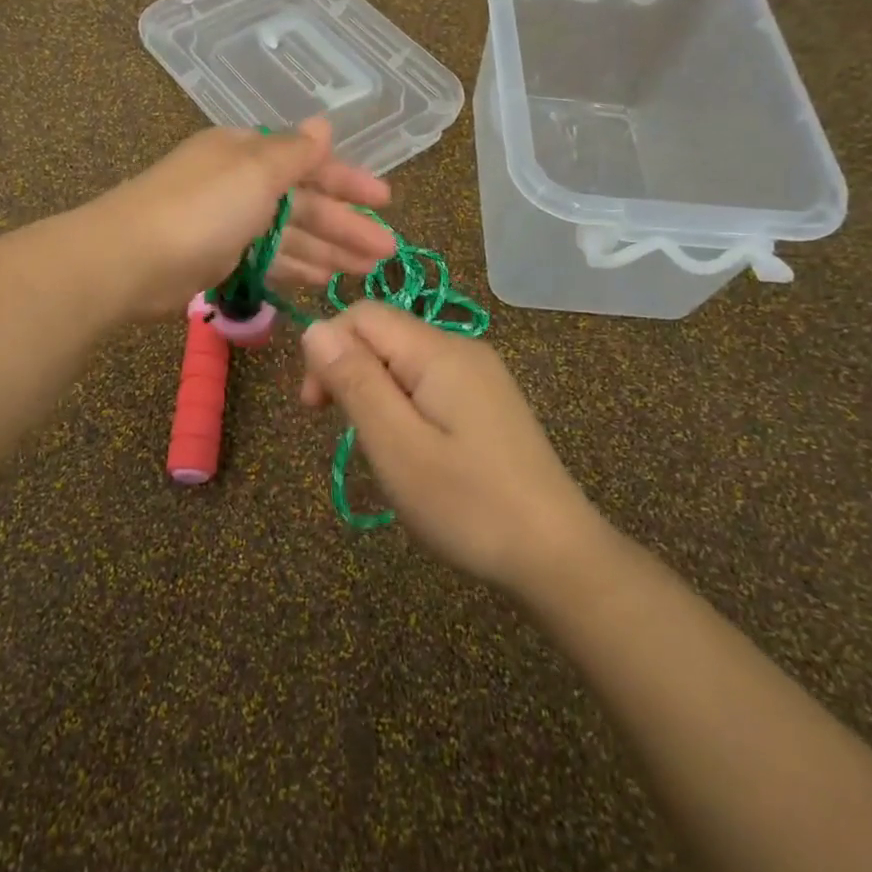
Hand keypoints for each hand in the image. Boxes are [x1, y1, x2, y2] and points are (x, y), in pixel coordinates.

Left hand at [94, 118, 398, 319]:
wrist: (129, 260)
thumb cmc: (201, 208)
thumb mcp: (255, 172)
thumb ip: (296, 153)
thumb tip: (324, 123)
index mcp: (247, 152)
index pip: (309, 163)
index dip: (349, 181)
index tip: (386, 201)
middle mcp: (240, 183)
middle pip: (304, 203)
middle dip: (345, 225)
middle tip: (387, 251)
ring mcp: (228, 224)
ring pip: (289, 236)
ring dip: (328, 251)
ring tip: (366, 271)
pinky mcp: (217, 259)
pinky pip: (267, 260)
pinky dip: (295, 268)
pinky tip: (323, 282)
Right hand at [300, 302, 604, 593]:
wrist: (557, 555)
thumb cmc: (468, 504)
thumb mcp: (397, 446)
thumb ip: (355, 381)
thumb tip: (313, 329)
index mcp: (439, 351)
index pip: (363, 315)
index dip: (327, 350)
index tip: (316, 408)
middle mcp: (462, 349)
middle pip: (384, 334)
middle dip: (349, 372)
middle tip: (345, 434)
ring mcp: (480, 375)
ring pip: (403, 361)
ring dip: (375, 393)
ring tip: (380, 449)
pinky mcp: (488, 402)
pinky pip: (428, 382)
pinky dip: (403, 406)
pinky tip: (412, 449)